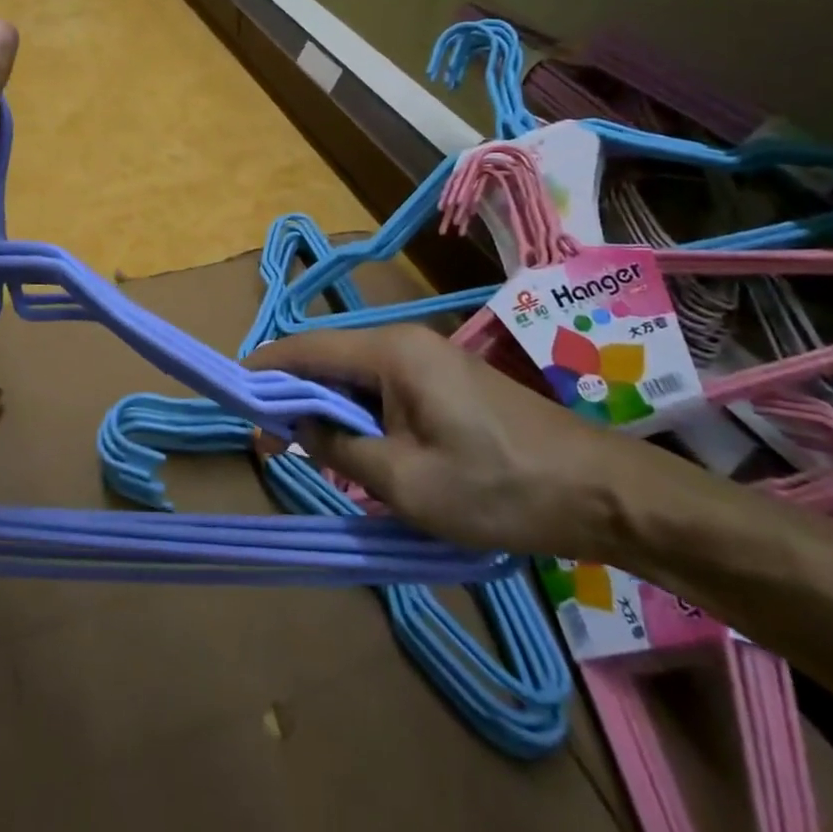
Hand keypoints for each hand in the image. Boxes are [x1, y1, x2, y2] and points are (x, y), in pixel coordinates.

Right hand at [246, 324, 658, 559]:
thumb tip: (298, 423)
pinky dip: (361, 414)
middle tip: (270, 444)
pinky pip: (385, 388)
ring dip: (329, 409)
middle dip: (295, 397)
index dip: (265, 370)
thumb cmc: (497, 486)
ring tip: (309, 452)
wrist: (599, 491)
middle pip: (329, 359)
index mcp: (391, 351)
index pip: (307, 348)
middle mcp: (404, 340)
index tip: (233, 397)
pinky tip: (359, 449)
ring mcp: (429, 358)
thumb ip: (339, 447)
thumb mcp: (405, 481)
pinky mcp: (446, 380)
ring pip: (357, 376)